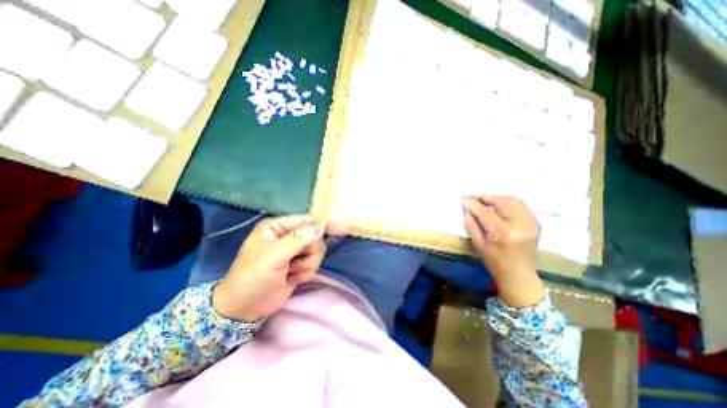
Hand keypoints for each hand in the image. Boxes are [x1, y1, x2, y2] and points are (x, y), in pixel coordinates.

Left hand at [213, 215, 345, 323]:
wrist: (244, 309)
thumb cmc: (252, 279)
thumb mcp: (272, 257)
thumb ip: (297, 240)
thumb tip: (320, 225)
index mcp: (277, 227)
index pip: (306, 220)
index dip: (322, 225)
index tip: (342, 229)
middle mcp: (288, 235)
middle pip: (315, 236)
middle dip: (309, 253)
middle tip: (294, 264)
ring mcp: (295, 249)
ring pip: (317, 251)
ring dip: (307, 265)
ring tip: (290, 273)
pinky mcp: (300, 263)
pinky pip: (315, 263)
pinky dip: (306, 272)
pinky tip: (292, 278)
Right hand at [465, 197, 544, 307]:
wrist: (519, 275)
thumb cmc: (494, 262)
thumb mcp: (478, 243)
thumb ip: (471, 223)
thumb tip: (467, 207)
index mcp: (505, 233)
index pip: (486, 212)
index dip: (474, 204)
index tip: (464, 199)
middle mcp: (521, 225)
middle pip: (502, 201)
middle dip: (485, 197)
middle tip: (473, 198)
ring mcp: (531, 222)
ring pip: (512, 200)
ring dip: (496, 198)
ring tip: (484, 201)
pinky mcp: (535, 222)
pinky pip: (520, 205)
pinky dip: (507, 202)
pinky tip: (497, 205)